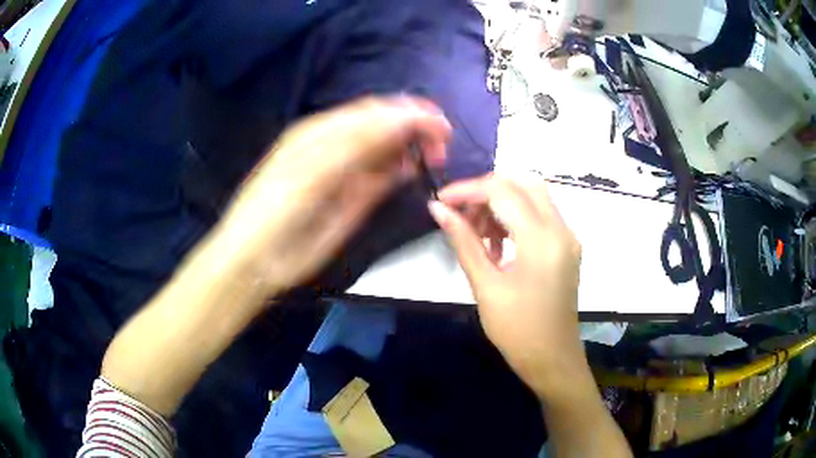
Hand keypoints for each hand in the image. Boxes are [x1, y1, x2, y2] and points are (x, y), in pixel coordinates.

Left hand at [214, 96, 450, 298]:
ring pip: (384, 148)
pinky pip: (379, 173)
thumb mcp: (312, 176)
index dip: (410, 114)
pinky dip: (397, 168)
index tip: (442, 128)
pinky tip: (408, 170)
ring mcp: (343, 169)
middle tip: (442, 145)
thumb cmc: (274, 216)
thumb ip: (356, 146)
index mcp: (322, 133)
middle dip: (416, 128)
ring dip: (410, 147)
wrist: (254, 260)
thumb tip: (404, 120)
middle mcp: (335, 145)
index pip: (374, 112)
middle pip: (382, 124)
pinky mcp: (350, 195)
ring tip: (430, 158)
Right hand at [428, 176, 583, 396]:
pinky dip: (516, 218)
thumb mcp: (486, 286)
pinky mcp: (567, 246)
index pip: (502, 191)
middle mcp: (561, 229)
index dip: (468, 190)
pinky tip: (497, 245)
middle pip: (522, 183)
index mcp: (541, 240)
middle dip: (487, 191)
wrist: (552, 359)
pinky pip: (540, 216)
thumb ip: (464, 242)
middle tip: (461, 213)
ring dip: (502, 204)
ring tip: (477, 235)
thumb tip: (438, 209)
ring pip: (533, 197)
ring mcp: (568, 237)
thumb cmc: (517, 331)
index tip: (442, 201)